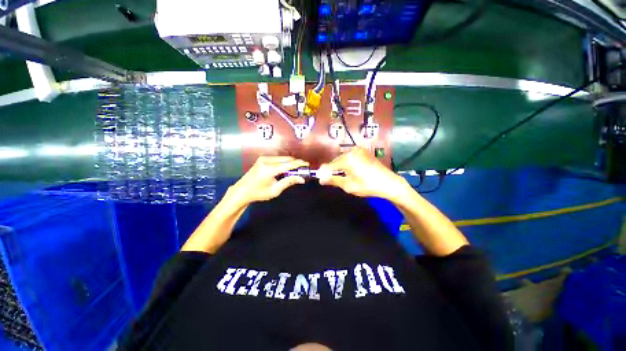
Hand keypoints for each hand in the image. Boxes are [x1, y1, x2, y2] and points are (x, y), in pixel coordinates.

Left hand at [226, 156, 308, 206]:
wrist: (242, 191)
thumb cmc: (259, 193)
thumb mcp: (275, 190)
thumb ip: (289, 182)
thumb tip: (302, 179)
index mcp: (269, 169)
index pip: (289, 164)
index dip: (299, 164)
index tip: (307, 165)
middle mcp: (267, 160)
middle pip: (287, 159)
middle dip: (296, 164)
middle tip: (302, 171)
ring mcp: (264, 158)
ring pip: (283, 158)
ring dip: (290, 163)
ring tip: (294, 172)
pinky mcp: (262, 158)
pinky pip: (278, 159)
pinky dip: (284, 163)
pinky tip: (285, 170)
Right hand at [318, 148, 408, 201]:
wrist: (388, 182)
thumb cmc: (367, 185)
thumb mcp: (348, 185)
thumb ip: (333, 180)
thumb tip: (321, 179)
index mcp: (348, 159)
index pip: (330, 165)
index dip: (324, 172)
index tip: (320, 178)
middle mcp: (352, 152)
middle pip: (336, 160)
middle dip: (332, 169)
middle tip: (331, 179)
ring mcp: (359, 151)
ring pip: (343, 158)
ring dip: (340, 166)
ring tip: (342, 176)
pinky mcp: (364, 152)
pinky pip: (350, 157)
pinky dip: (347, 163)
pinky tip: (350, 171)